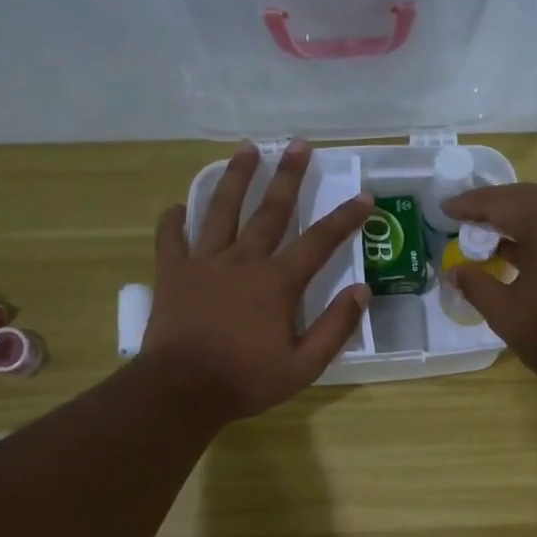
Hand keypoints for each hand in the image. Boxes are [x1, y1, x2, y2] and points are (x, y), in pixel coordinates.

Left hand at [142, 141, 370, 422]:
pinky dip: (175, 219)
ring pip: (221, 209)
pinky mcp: (172, 272)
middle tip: (299, 145)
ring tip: (248, 149)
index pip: (319, 241)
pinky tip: (179, 206)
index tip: (364, 196)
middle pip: (270, 209)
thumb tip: (361, 291)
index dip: (345, 218)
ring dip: (236, 177)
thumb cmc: (246, 381)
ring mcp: (204, 262)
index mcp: (277, 282)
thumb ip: (335, 328)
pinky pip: (171, 236)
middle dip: (289, 176)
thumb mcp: (304, 366)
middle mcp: (243, 260)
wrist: (182, 390)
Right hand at [440, 182, 536, 391]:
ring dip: (516, 216)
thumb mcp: (503, 311)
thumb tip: (455, 270)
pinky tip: (516, 247)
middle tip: (463, 216)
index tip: (445, 208)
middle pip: (526, 197)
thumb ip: (475, 283)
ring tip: (485, 231)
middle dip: (494, 205)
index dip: (470, 205)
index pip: (501, 202)